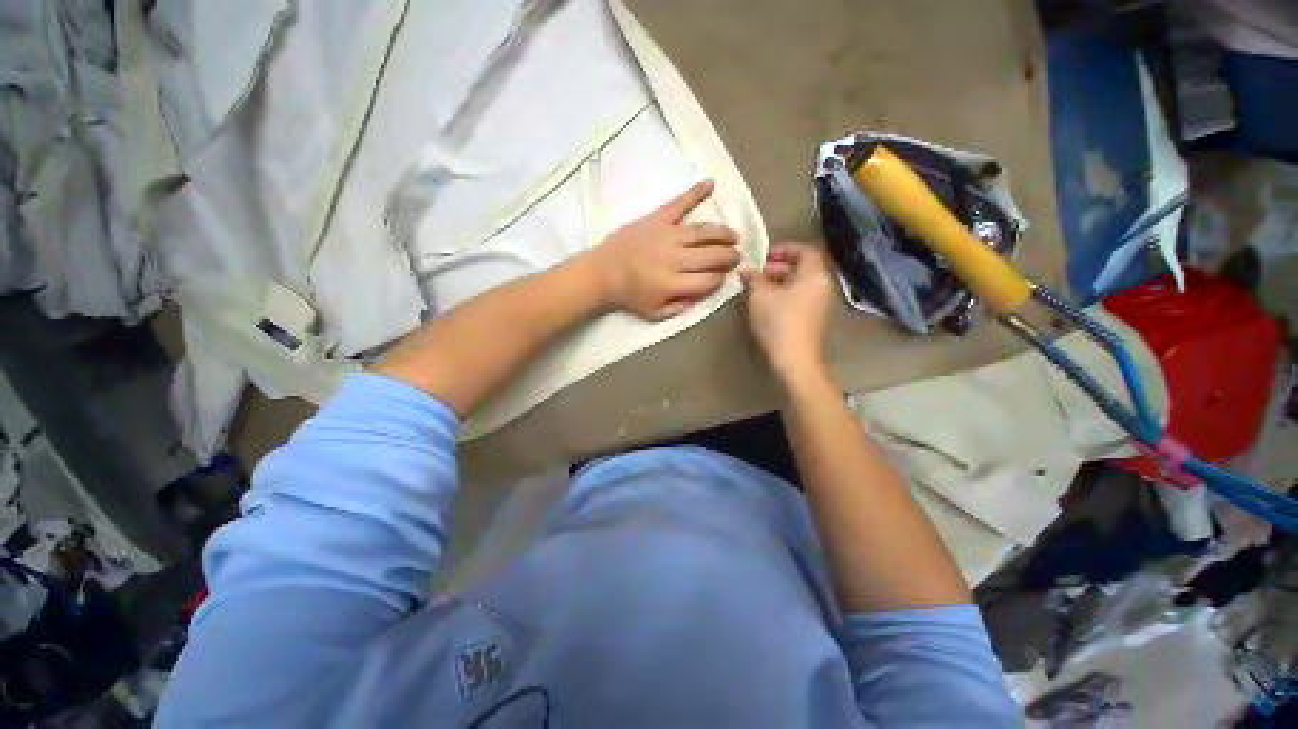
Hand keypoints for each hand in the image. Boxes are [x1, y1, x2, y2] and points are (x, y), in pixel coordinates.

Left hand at [587, 180, 740, 319]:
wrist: (602, 272)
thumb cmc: (629, 295)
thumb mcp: (655, 312)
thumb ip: (680, 307)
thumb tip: (702, 296)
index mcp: (673, 283)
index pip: (708, 280)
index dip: (720, 279)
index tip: (723, 277)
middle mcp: (674, 258)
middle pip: (711, 256)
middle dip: (729, 256)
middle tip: (737, 256)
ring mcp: (666, 235)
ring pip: (703, 232)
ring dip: (723, 233)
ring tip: (734, 236)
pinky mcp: (656, 219)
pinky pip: (679, 203)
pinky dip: (695, 192)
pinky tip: (711, 183)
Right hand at [740, 242, 835, 380]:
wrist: (794, 359)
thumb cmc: (778, 321)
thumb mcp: (759, 295)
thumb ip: (753, 277)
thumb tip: (745, 269)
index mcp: (814, 274)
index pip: (804, 250)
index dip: (783, 249)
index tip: (763, 256)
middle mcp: (822, 285)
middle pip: (802, 267)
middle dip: (777, 267)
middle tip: (756, 273)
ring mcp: (820, 304)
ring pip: (800, 284)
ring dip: (779, 282)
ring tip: (757, 289)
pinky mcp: (814, 319)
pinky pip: (800, 298)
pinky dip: (785, 295)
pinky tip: (766, 304)